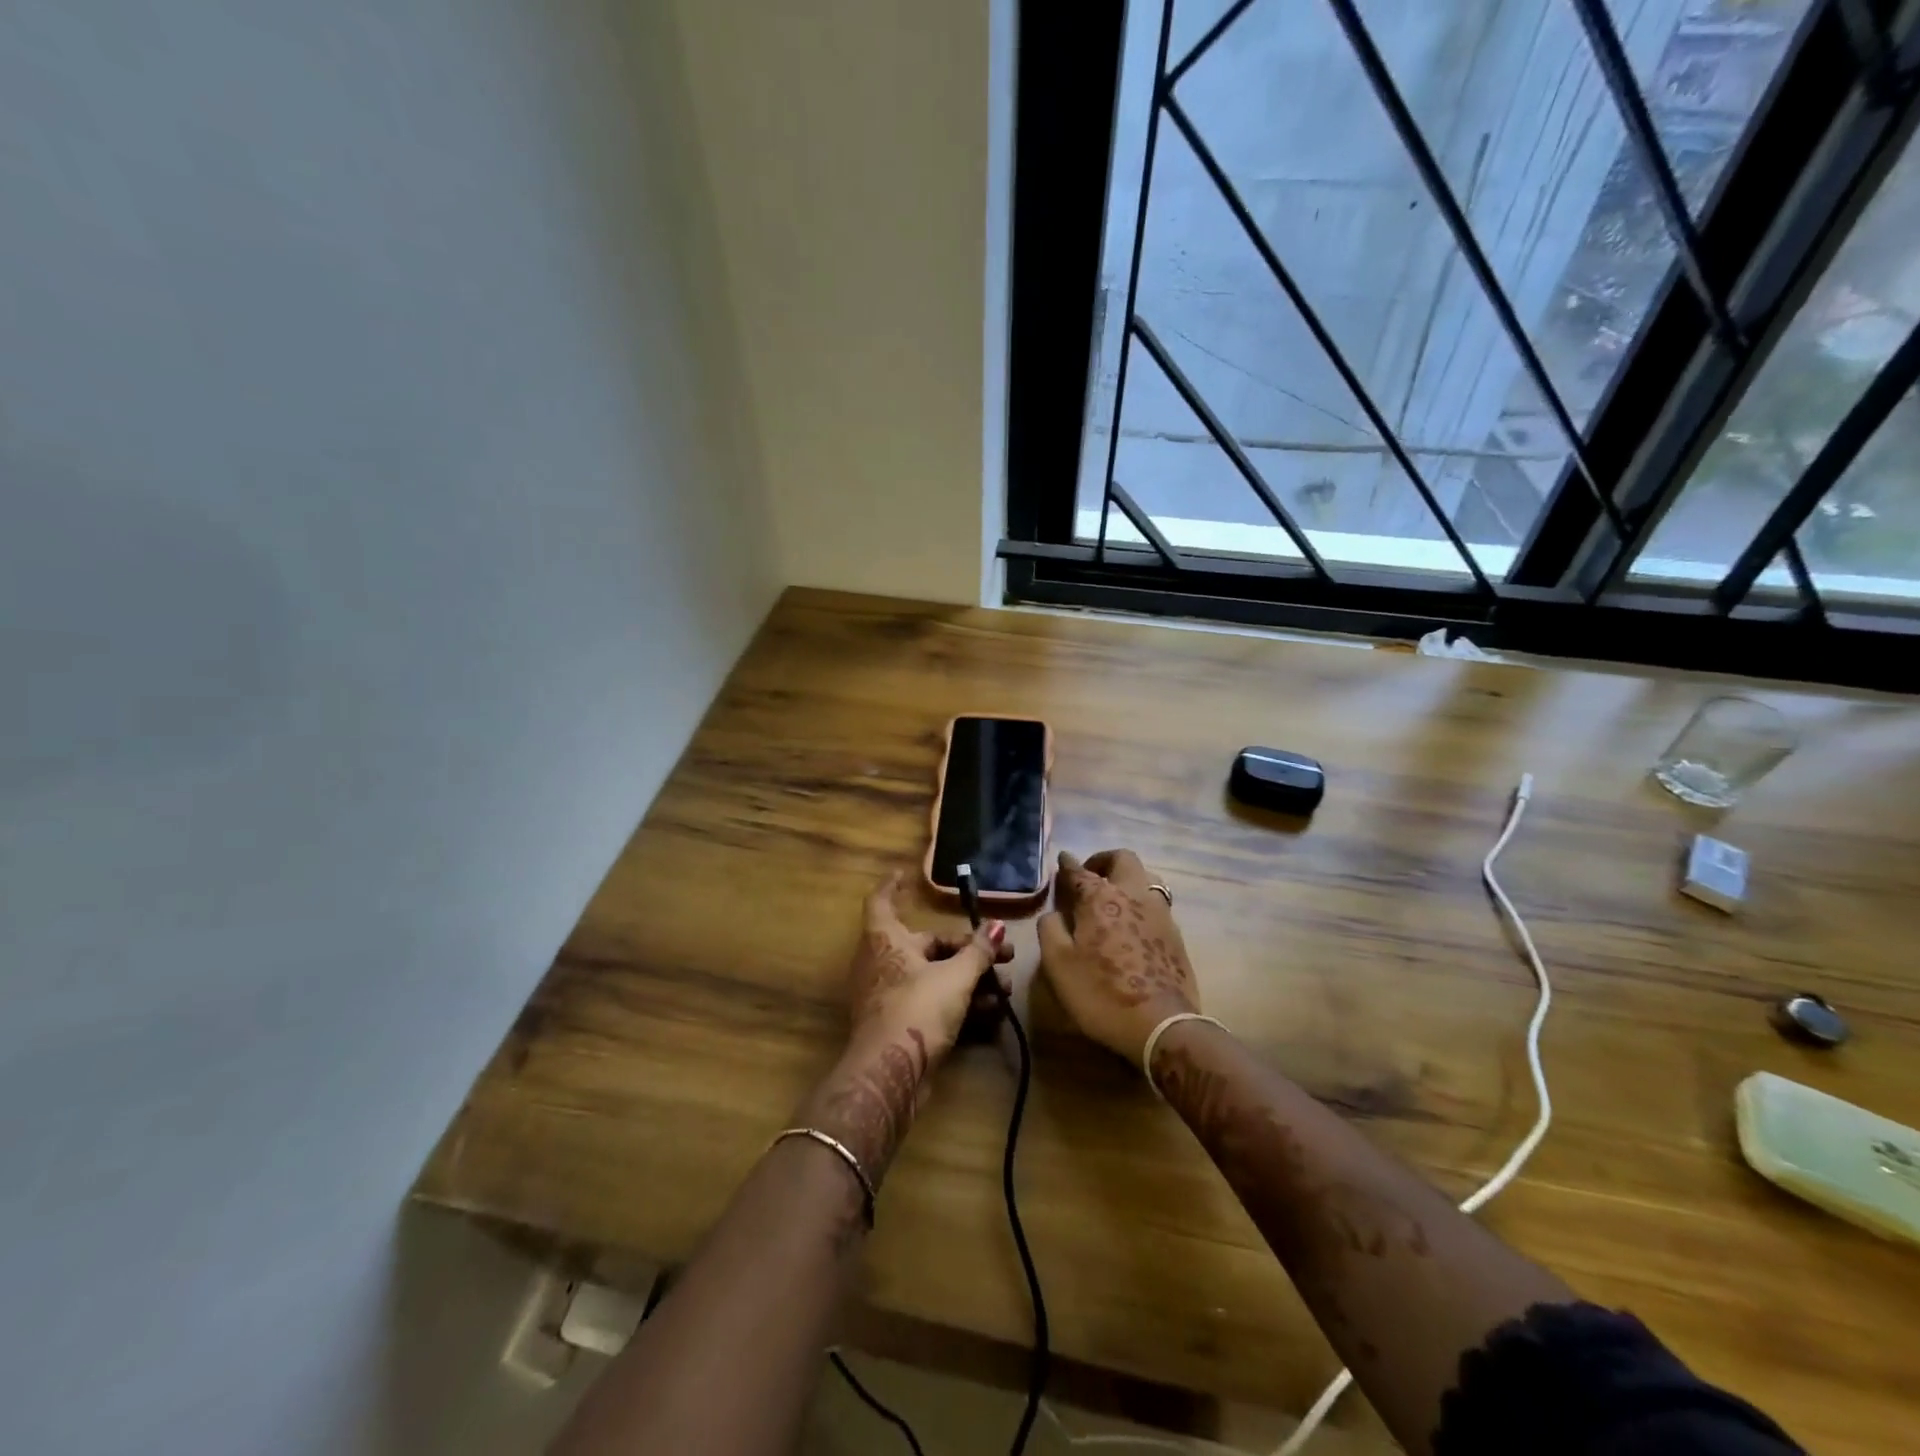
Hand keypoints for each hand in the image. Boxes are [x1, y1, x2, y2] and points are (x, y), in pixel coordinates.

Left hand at [802, 871, 1012, 1179]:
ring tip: (1005, 988)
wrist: (890, 1075)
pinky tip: (993, 1011)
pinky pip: (933, 1003)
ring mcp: (889, 995)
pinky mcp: (899, 1025)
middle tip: (1003, 954)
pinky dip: (959, 1003)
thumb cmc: (917, 1009)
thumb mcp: (956, 976)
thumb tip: (997, 926)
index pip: (881, 901)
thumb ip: (978, 952)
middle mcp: (883, 962)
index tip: (905, 874)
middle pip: (927, 944)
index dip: (893, 886)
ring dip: (970, 979)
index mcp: (886, 939)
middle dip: (967, 949)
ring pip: (935, 977)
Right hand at [1037, 849, 1198, 1064]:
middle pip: (1123, 859)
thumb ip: (1051, 929)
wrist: (1160, 1025)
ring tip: (1114, 896)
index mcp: (1099, 898)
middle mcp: (1132, 894)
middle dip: (1104, 860)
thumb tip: (1054, 913)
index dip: (1068, 864)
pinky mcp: (1175, 934)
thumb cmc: (1101, 993)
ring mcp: (1159, 913)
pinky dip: (1141, 902)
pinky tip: (1133, 922)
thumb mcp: (1058, 964)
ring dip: (1127, 879)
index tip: (1063, 859)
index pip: (1079, 871)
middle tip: (1091, 874)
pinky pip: (1157, 903)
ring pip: (1146, 877)